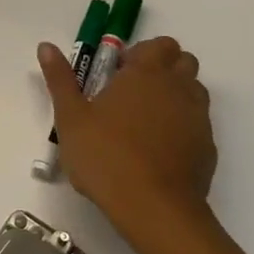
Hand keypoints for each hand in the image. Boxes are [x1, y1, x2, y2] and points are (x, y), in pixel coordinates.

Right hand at [38, 37, 217, 253]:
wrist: (154, 208)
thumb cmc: (105, 156)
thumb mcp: (71, 118)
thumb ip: (60, 79)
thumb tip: (46, 46)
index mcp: (146, 74)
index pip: (159, 44)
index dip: (140, 53)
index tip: (117, 73)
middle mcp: (178, 88)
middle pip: (183, 61)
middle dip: (162, 68)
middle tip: (131, 92)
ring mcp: (198, 118)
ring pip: (194, 91)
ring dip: (174, 95)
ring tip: (144, 120)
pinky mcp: (207, 147)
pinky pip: (198, 124)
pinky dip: (182, 126)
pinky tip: (157, 149)